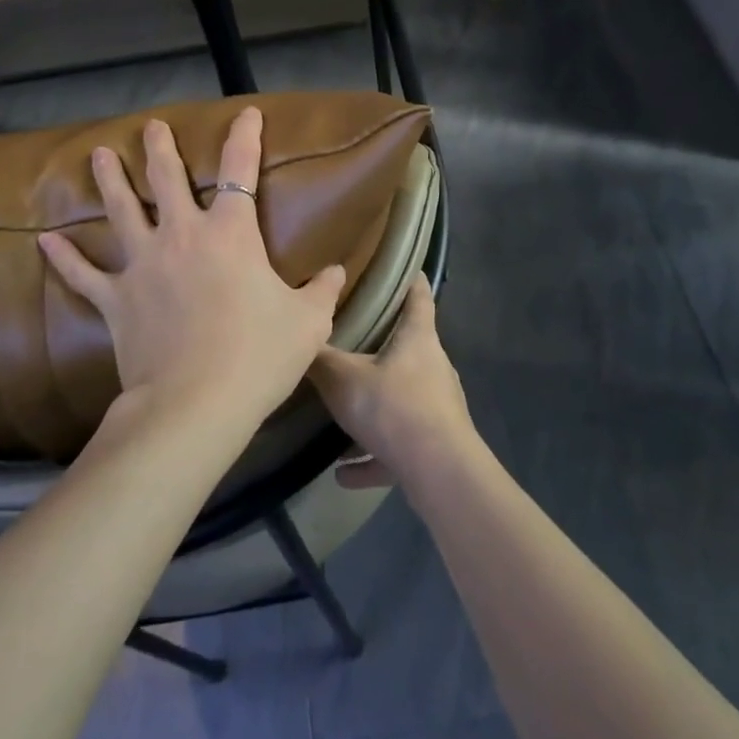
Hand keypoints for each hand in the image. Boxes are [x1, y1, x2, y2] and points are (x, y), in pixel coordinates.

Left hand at [37, 107, 346, 425]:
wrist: (197, 402)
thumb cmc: (259, 355)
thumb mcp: (308, 322)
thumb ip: (322, 291)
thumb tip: (338, 273)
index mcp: (231, 233)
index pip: (241, 170)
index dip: (245, 137)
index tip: (246, 113)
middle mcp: (182, 235)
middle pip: (167, 179)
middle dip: (160, 148)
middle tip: (151, 126)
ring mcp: (143, 264)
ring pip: (121, 211)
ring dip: (110, 181)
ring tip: (98, 154)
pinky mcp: (116, 298)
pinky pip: (83, 273)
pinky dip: (64, 257)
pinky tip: (45, 240)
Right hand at [311, 277, 476, 489]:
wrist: (440, 473)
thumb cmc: (394, 408)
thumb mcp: (343, 380)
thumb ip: (320, 359)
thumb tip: (299, 338)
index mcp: (418, 338)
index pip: (418, 295)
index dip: (410, 278)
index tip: (400, 266)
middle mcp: (433, 367)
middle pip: (409, 346)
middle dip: (382, 344)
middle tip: (351, 338)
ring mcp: (438, 407)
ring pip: (401, 399)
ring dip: (374, 409)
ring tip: (341, 416)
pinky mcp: (435, 445)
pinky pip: (397, 446)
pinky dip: (373, 456)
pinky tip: (344, 472)